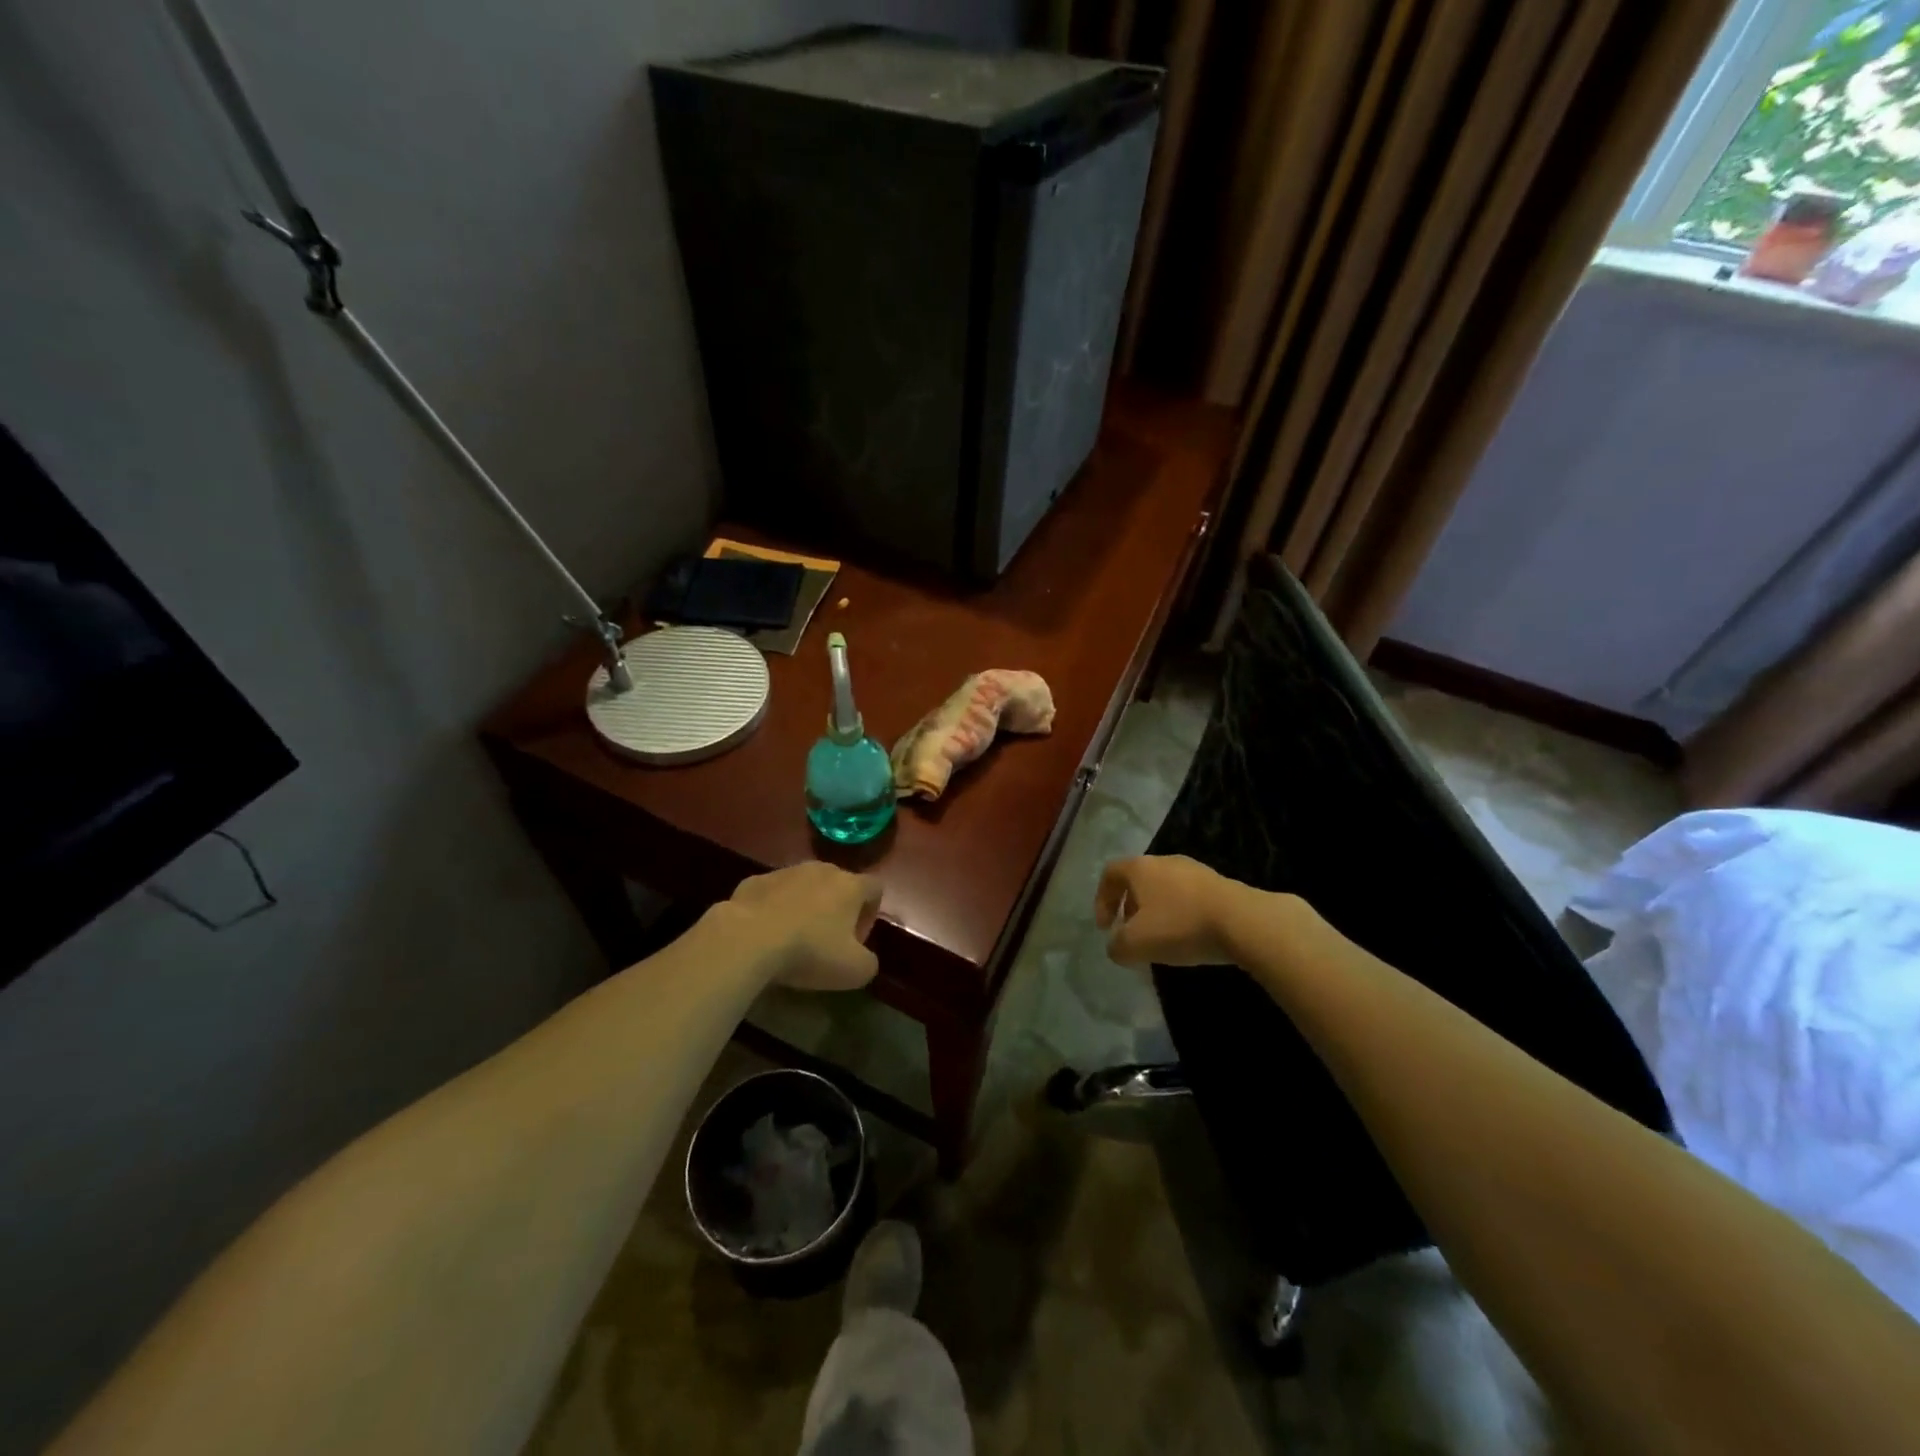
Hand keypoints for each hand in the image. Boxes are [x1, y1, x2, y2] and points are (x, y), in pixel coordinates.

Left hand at [721, 862, 882, 990]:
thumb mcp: (854, 971)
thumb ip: (868, 963)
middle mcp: (821, 870)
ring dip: (805, 907)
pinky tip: (765, 934)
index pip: (875, 888)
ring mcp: (786, 872)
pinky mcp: (755, 880)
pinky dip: (774, 909)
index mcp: (850, 886)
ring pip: (804, 886)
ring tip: (793, 938)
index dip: (870, 914)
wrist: (748, 938)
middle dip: (837, 909)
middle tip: (826, 942)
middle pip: (838, 884)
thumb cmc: (810, 951)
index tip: (856, 940)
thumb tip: (863, 958)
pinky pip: (773, 893)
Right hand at [1094, 855, 1244, 968]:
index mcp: (1141, 868)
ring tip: (1161, 939)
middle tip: (1131, 934)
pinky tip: (1189, 937)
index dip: (1101, 899)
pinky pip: (1188, 897)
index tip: (1105, 927)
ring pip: (1164, 888)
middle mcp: (1165, 861)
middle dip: (1130, 908)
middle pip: (1138, 880)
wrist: (1243, 921)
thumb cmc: (1181, 926)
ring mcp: (1195, 870)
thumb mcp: (1137, 944)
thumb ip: (1117, 946)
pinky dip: (1180, 914)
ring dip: (1156, 912)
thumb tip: (1116, 946)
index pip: (1110, 873)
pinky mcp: (1218, 883)